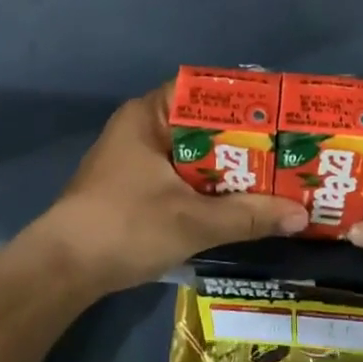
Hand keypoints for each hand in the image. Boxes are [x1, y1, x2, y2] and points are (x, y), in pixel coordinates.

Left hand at [31, 82, 308, 294]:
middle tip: (289, 147)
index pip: (205, 90)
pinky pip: (183, 174)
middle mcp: (143, 128)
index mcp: (149, 115)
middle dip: (245, 138)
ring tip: (277, 173)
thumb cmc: (125, 227)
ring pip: (195, 153)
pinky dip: (210, 184)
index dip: (245, 100)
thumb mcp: (193, 221)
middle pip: (205, 124)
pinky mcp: (135, 186)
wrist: (61, 271)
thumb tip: (301, 214)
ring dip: (230, 166)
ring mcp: (136, 158)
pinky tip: (241, 200)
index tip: (281, 113)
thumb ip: (248, 215)